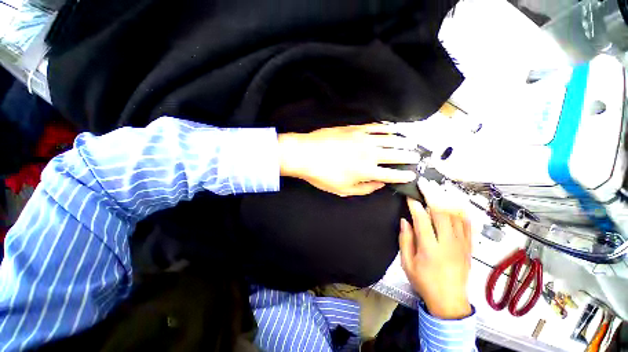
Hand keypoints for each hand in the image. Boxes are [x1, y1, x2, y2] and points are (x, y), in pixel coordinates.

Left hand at [278, 124, 417, 196]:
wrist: (305, 154)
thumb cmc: (322, 175)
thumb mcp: (343, 189)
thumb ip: (364, 189)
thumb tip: (379, 184)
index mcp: (366, 171)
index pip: (392, 174)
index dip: (403, 175)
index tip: (411, 174)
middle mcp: (369, 153)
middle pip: (396, 154)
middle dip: (409, 156)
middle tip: (417, 157)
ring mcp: (363, 138)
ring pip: (389, 139)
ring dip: (402, 141)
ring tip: (410, 143)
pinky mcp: (355, 128)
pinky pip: (375, 127)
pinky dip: (386, 128)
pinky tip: (392, 129)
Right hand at [399, 178, 471, 319]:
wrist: (449, 300)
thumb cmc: (424, 281)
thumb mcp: (407, 263)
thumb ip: (405, 240)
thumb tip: (405, 220)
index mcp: (430, 249)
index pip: (422, 220)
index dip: (415, 205)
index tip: (409, 195)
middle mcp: (448, 244)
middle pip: (442, 212)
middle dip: (432, 194)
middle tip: (424, 183)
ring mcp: (462, 244)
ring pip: (457, 214)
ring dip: (447, 198)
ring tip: (438, 186)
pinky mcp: (469, 246)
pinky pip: (468, 223)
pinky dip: (462, 209)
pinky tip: (455, 200)